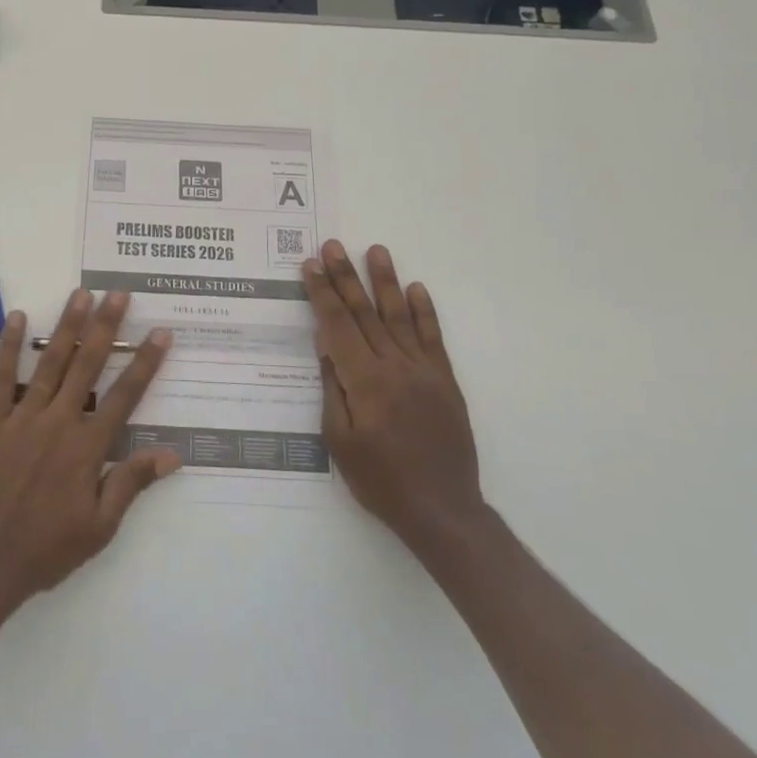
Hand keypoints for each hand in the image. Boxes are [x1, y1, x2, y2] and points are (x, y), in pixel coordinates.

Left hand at [0, 290, 180, 608]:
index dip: (145, 362)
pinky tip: (18, 319)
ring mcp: (23, 417)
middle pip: (88, 365)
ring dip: (67, 326)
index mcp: (88, 447)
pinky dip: (10, 347)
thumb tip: (172, 454)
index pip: (125, 395)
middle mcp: (59, 421)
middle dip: (106, 327)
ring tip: (81, 294)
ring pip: (51, 362)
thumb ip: (131, 483)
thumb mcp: (99, 527)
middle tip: (119, 294)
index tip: (160, 333)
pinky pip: (1, 377)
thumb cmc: (46, 549)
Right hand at [307, 241, 488, 559]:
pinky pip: (433, 339)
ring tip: (376, 250)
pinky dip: (424, 312)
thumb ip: (333, 390)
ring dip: (386, 282)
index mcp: (366, 382)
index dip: (323, 293)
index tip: (311, 265)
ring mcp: (425, 372)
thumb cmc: (381, 481)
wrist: (443, 511)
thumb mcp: (340, 442)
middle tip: (333, 245)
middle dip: (346, 277)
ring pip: (400, 317)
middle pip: (366, 313)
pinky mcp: (445, 382)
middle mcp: (396, 367)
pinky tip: (416, 289)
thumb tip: (326, 347)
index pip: (338, 325)